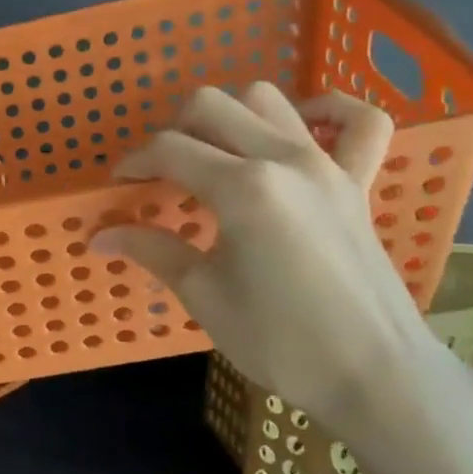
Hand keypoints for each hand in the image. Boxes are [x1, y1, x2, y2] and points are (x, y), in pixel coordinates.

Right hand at [93, 84, 452, 430]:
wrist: (373, 375)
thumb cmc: (279, 340)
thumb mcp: (204, 295)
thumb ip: (153, 250)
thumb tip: (99, 235)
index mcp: (242, 188)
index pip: (170, 150)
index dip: (134, 163)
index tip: (118, 185)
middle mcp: (284, 159)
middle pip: (212, 106)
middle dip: (173, 130)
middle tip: (161, 173)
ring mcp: (327, 165)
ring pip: (268, 99)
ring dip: (230, 115)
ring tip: (213, 154)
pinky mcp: (358, 181)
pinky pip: (359, 121)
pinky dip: (326, 112)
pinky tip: (298, 130)